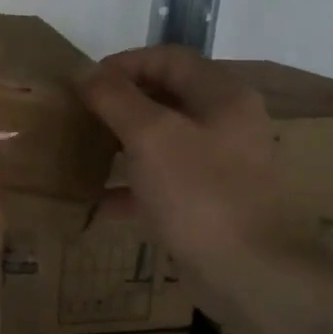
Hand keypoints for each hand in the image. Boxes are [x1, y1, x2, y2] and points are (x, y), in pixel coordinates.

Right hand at [77, 46, 295, 279]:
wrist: (251, 274)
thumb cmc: (200, 193)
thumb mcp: (150, 136)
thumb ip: (115, 98)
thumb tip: (85, 72)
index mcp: (222, 97)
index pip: (168, 59)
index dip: (124, 63)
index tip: (85, 83)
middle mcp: (226, 124)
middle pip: (166, 98)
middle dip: (120, 104)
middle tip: (81, 116)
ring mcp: (220, 166)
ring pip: (163, 141)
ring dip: (122, 143)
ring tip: (84, 151)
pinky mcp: (209, 203)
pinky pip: (164, 182)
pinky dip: (133, 186)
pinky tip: (99, 200)